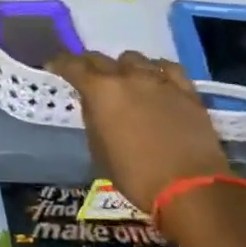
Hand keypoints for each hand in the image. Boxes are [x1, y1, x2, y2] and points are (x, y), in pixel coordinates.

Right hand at [47, 50, 229, 213]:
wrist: (191, 188)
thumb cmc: (137, 176)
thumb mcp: (100, 151)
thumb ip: (93, 119)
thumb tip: (94, 105)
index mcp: (101, 91)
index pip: (73, 66)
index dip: (60, 63)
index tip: (54, 66)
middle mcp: (128, 77)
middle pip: (101, 58)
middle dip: (89, 64)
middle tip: (85, 75)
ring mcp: (159, 81)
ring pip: (134, 59)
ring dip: (123, 67)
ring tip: (123, 80)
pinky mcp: (187, 91)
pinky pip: (167, 68)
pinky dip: (156, 69)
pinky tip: (155, 78)